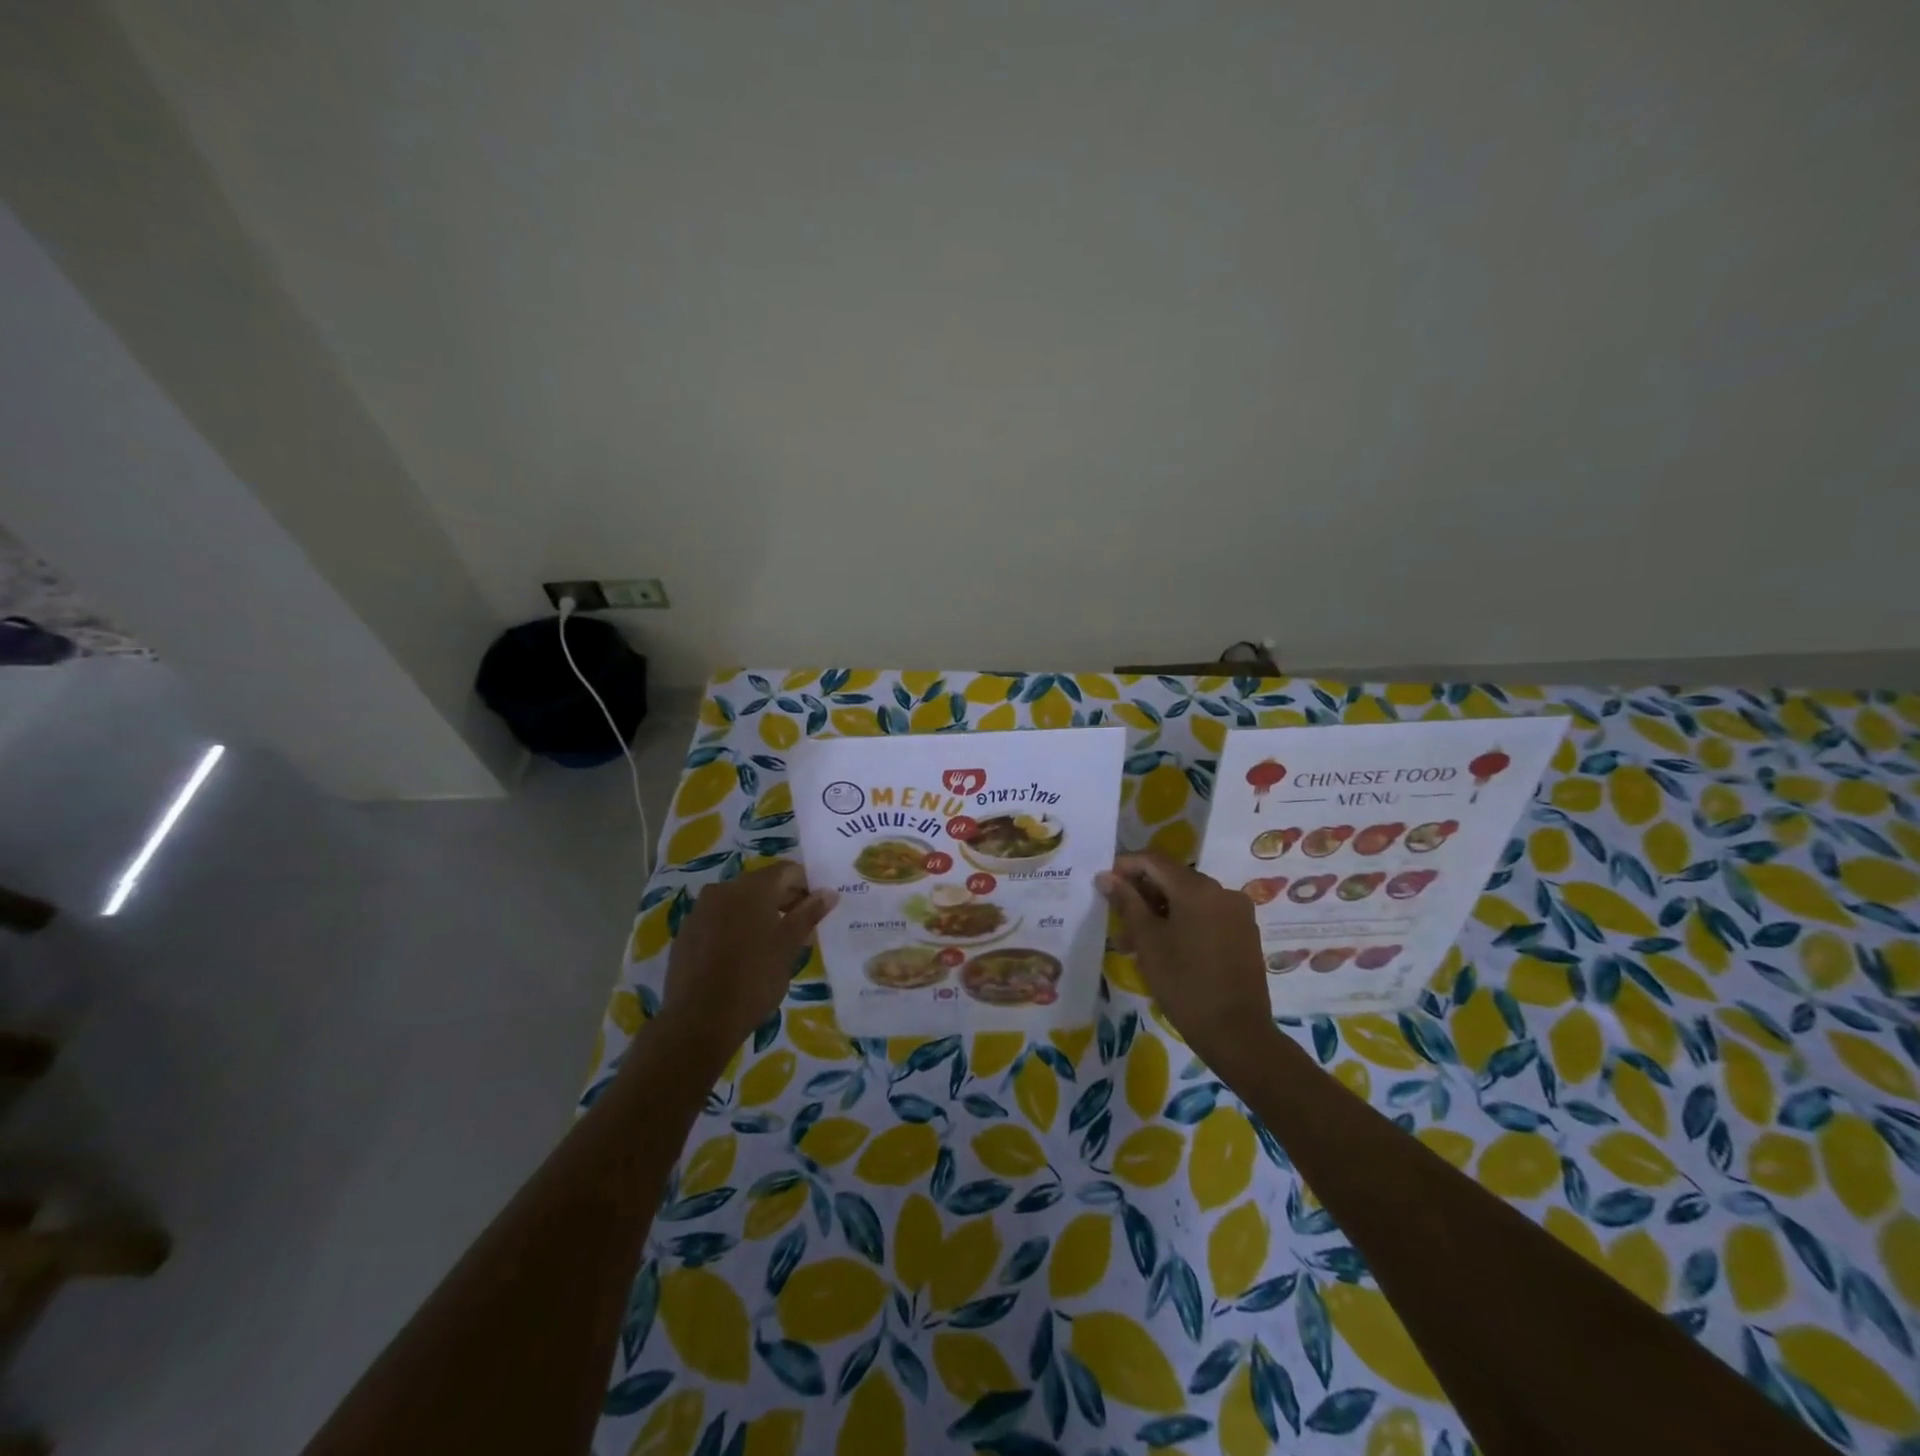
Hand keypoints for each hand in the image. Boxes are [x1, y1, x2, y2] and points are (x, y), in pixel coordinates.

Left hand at [652, 863, 836, 1069]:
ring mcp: (699, 911)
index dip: (807, 885)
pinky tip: (743, 955)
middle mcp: (722, 890)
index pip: (787, 871)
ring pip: (738, 902)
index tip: (818, 907)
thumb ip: (809, 914)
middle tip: (801, 926)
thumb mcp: (789, 946)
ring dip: (759, 914)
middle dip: (784, 900)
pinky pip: (718, 920)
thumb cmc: (754, 979)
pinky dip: (735, 928)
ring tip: (774, 943)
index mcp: (751, 888)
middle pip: (761, 884)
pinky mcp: (686, 934)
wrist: (699, 1020)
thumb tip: (829, 893)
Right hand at [1096, 852, 1270, 1066]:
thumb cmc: (1184, 984)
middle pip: (1173, 879)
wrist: (1237, 1034)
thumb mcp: (1148, 941)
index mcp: (1198, 889)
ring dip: (1160, 913)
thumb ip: (1127, 902)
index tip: (1104, 883)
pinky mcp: (1244, 933)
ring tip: (1135, 944)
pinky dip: (1182, 923)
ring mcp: (1237, 913)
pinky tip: (1166, 949)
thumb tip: (1107, 876)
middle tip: (1117, 921)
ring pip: (1189, 900)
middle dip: (1142, 895)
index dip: (1126, 866)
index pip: (1154, 860)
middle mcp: (1222, 891)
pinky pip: (1206, 916)